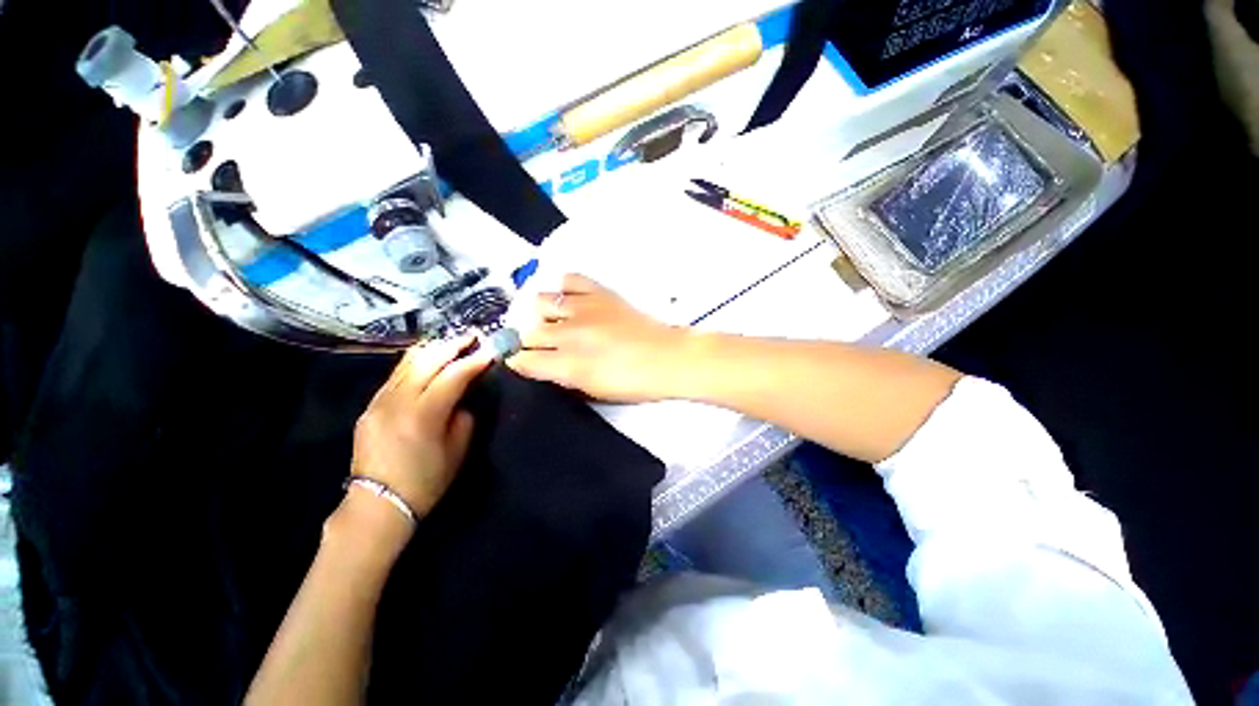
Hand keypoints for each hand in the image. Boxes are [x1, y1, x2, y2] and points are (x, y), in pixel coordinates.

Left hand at [349, 336, 491, 524]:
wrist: (377, 504)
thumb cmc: (425, 482)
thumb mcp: (457, 451)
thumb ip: (463, 417)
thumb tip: (461, 398)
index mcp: (423, 415)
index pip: (453, 376)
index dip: (474, 361)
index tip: (490, 351)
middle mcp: (398, 401)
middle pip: (427, 361)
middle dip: (453, 345)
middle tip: (473, 336)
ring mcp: (379, 402)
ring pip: (407, 363)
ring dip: (433, 349)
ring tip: (452, 341)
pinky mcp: (370, 406)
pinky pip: (395, 375)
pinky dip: (415, 362)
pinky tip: (427, 360)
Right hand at [507, 274, 690, 402]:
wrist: (667, 358)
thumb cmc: (634, 382)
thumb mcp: (593, 390)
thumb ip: (562, 378)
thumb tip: (541, 366)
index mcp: (569, 364)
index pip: (524, 360)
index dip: (519, 362)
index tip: (521, 362)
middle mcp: (570, 333)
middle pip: (528, 332)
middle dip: (528, 342)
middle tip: (541, 347)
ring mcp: (584, 309)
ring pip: (540, 302)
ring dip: (541, 315)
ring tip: (554, 323)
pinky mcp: (599, 293)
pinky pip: (569, 280)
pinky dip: (563, 289)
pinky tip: (569, 301)